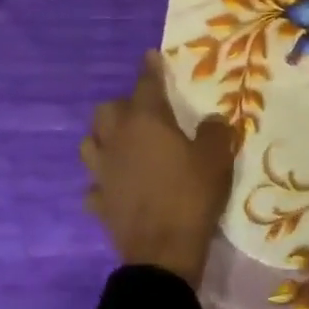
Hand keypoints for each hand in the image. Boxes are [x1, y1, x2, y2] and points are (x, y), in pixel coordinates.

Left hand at [80, 53, 235, 287]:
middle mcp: (117, 141)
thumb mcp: (216, 157)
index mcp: (146, 122)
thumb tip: (210, 121)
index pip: (146, 84)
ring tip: (126, 143)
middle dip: (123, 105)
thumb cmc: (192, 194)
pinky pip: (96, 182)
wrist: (163, 252)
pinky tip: (120, 183)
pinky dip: (106, 178)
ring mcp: (102, 172)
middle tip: (146, 111)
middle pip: (107, 110)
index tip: (151, 56)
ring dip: (106, 138)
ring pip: (91, 143)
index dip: (150, 69)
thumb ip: (214, 132)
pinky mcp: (99, 202)